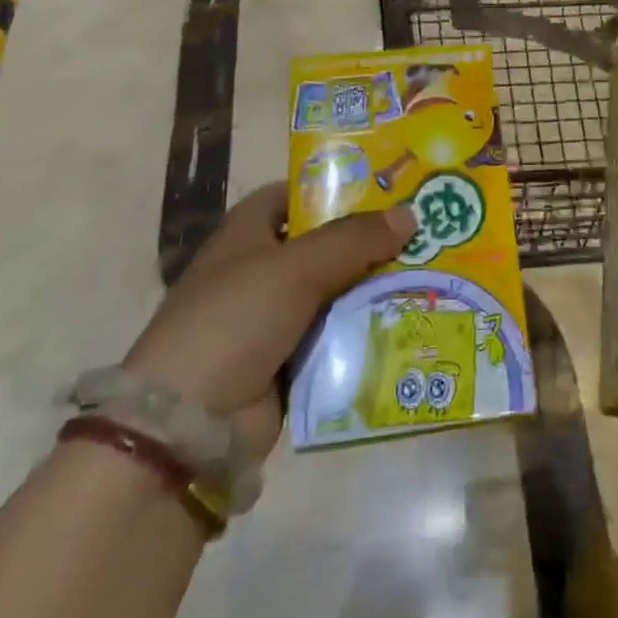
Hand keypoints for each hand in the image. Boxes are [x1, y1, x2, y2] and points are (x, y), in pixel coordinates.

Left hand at [124, 182, 415, 459]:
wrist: (188, 427)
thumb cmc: (235, 320)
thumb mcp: (296, 268)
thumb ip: (353, 239)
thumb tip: (409, 214)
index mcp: (247, 233)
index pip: (294, 195)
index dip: (336, 189)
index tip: (386, 189)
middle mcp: (260, 271)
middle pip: (324, 245)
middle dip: (369, 241)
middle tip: (425, 232)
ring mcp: (273, 320)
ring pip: (335, 293)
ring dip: (374, 289)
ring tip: (430, 275)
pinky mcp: (287, 364)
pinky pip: (335, 338)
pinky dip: (364, 333)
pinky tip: (409, 323)